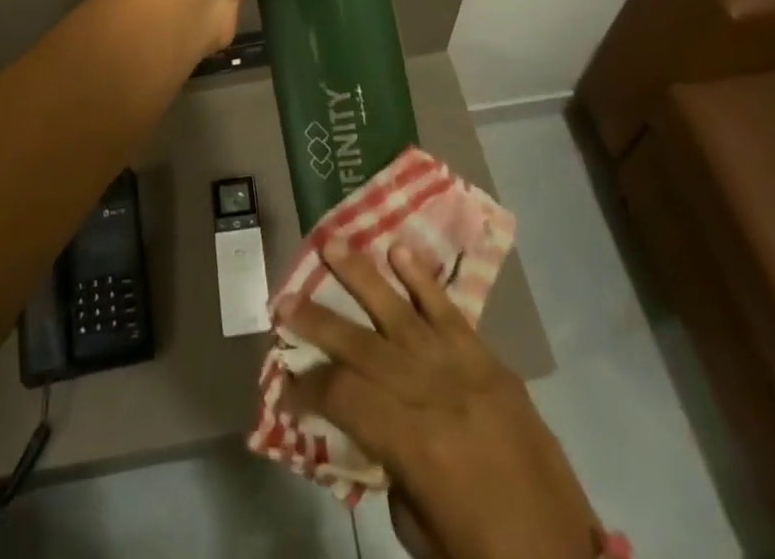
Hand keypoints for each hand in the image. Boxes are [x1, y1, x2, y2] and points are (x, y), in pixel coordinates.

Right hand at [279, 244, 600, 558]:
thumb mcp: (422, 534)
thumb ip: (390, 468)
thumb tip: (370, 424)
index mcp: (417, 445)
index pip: (346, 397)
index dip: (309, 389)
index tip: (284, 384)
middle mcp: (435, 393)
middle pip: (364, 346)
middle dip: (319, 321)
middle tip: (283, 299)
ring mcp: (467, 370)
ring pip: (403, 312)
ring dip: (363, 277)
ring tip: (330, 244)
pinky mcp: (491, 363)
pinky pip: (452, 312)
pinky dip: (424, 280)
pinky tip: (399, 250)